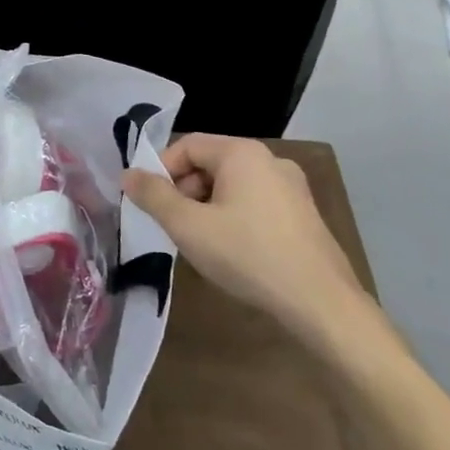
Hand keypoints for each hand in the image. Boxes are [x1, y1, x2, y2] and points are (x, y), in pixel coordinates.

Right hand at [123, 134, 371, 344]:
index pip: (187, 145)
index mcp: (242, 153)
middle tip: (172, 225)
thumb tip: (128, 174)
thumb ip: (153, 196)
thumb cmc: (247, 255)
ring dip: (206, 206)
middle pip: (210, 163)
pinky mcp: (304, 214)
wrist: (321, 303)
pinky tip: (230, 250)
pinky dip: (233, 217)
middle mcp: (270, 160)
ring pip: (231, 185)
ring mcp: (292, 187)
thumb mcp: (188, 226)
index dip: (161, 170)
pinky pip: (254, 203)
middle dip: (183, 190)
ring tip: (198, 241)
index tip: (149, 203)